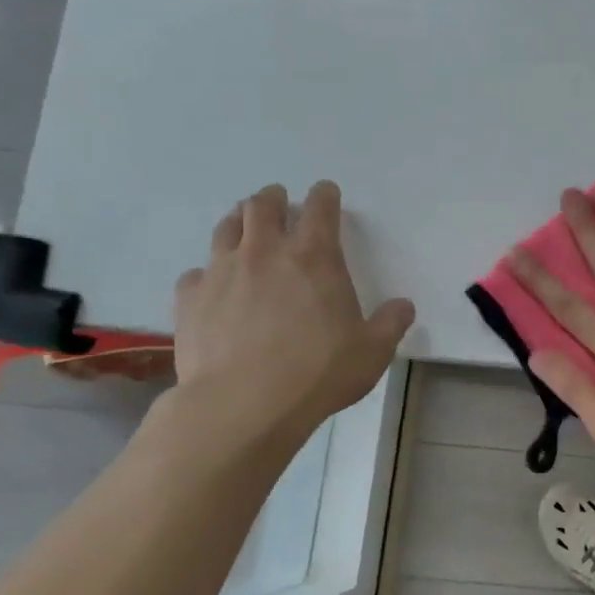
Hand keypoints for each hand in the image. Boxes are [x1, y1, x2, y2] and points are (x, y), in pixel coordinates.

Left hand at [172, 182, 413, 445]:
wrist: (244, 403)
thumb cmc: (319, 372)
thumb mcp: (373, 351)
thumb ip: (391, 323)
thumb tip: (403, 306)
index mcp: (315, 257)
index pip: (320, 208)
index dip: (324, 195)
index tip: (326, 192)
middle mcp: (265, 252)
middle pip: (263, 206)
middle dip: (274, 199)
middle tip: (279, 203)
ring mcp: (222, 271)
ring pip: (226, 228)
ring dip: (239, 222)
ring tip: (245, 228)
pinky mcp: (190, 297)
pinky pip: (197, 273)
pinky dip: (209, 273)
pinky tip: (215, 287)